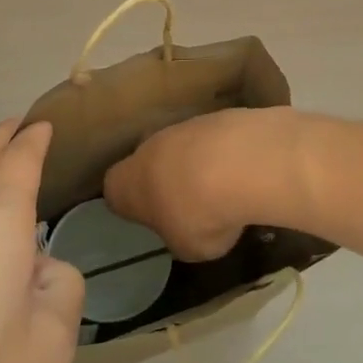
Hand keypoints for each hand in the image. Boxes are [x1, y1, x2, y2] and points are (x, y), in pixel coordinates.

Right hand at [103, 107, 291, 261]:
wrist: (240, 164)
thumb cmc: (199, 214)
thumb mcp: (186, 247)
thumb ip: (179, 236)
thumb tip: (187, 229)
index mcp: (125, 183)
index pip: (115, 191)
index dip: (133, 205)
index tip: (152, 219)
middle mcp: (147, 147)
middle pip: (150, 162)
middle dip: (167, 180)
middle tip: (191, 205)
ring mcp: (182, 125)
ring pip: (184, 147)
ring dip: (199, 164)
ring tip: (227, 190)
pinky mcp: (217, 115)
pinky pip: (216, 140)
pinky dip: (227, 153)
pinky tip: (247, 172)